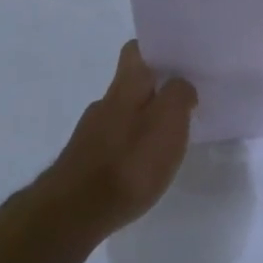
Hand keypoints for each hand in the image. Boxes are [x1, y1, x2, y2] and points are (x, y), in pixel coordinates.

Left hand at [38, 41, 197, 236]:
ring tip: (169, 141)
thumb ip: (178, 95)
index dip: (156, 49)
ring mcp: (91, 133)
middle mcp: (104, 103)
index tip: (180, 60)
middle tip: (186, 104)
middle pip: (132, 84)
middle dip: (157, 90)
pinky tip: (144, 167)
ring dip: (146, 121)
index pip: (136, 50)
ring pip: (124, 114)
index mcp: (125, 87)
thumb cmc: (129, 162)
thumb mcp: (167, 122)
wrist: (75, 212)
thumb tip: (181, 85)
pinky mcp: (85, 161)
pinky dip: (132, 147)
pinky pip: (115, 143)